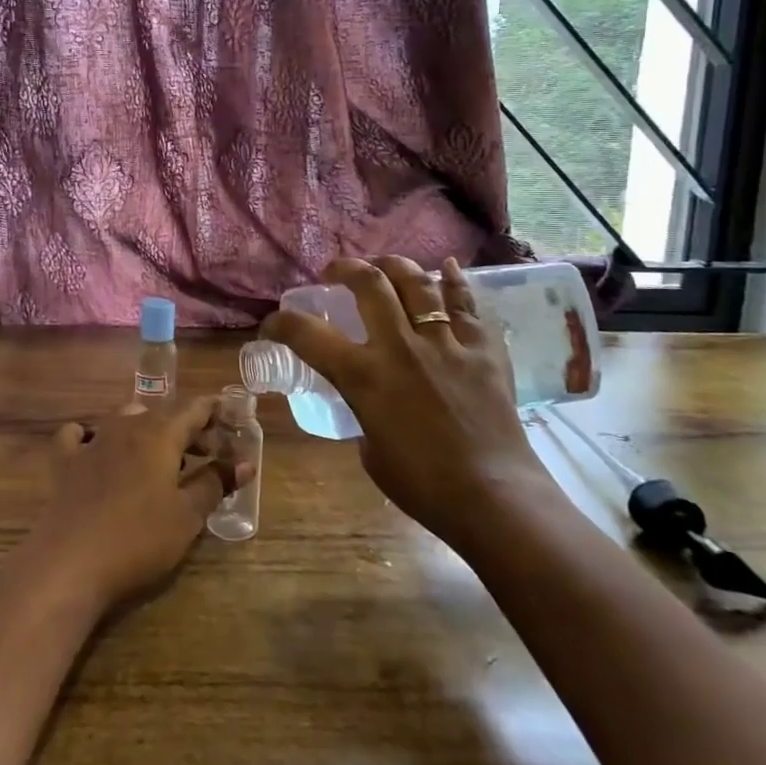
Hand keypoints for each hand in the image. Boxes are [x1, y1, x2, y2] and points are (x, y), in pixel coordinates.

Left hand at [28, 394, 251, 614]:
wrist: (71, 561)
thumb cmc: (139, 537)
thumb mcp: (187, 515)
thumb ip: (216, 483)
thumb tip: (245, 463)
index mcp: (160, 434)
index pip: (194, 409)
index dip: (215, 411)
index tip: (233, 419)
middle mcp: (126, 426)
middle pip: (163, 414)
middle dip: (188, 427)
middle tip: (209, 450)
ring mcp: (92, 441)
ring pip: (124, 418)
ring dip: (147, 429)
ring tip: (161, 455)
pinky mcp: (66, 462)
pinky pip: (77, 435)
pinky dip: (90, 434)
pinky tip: (93, 445)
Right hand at [261, 256, 550, 548]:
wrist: (493, 498)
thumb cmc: (423, 486)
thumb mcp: (371, 451)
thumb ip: (365, 415)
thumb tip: (372, 406)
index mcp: (364, 376)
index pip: (307, 335)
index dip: (281, 323)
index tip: (272, 323)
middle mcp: (400, 346)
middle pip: (369, 284)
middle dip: (346, 269)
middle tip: (336, 273)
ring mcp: (445, 343)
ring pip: (418, 283)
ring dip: (395, 266)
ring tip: (385, 266)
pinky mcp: (482, 350)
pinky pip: (467, 304)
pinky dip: (456, 282)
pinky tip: (450, 267)